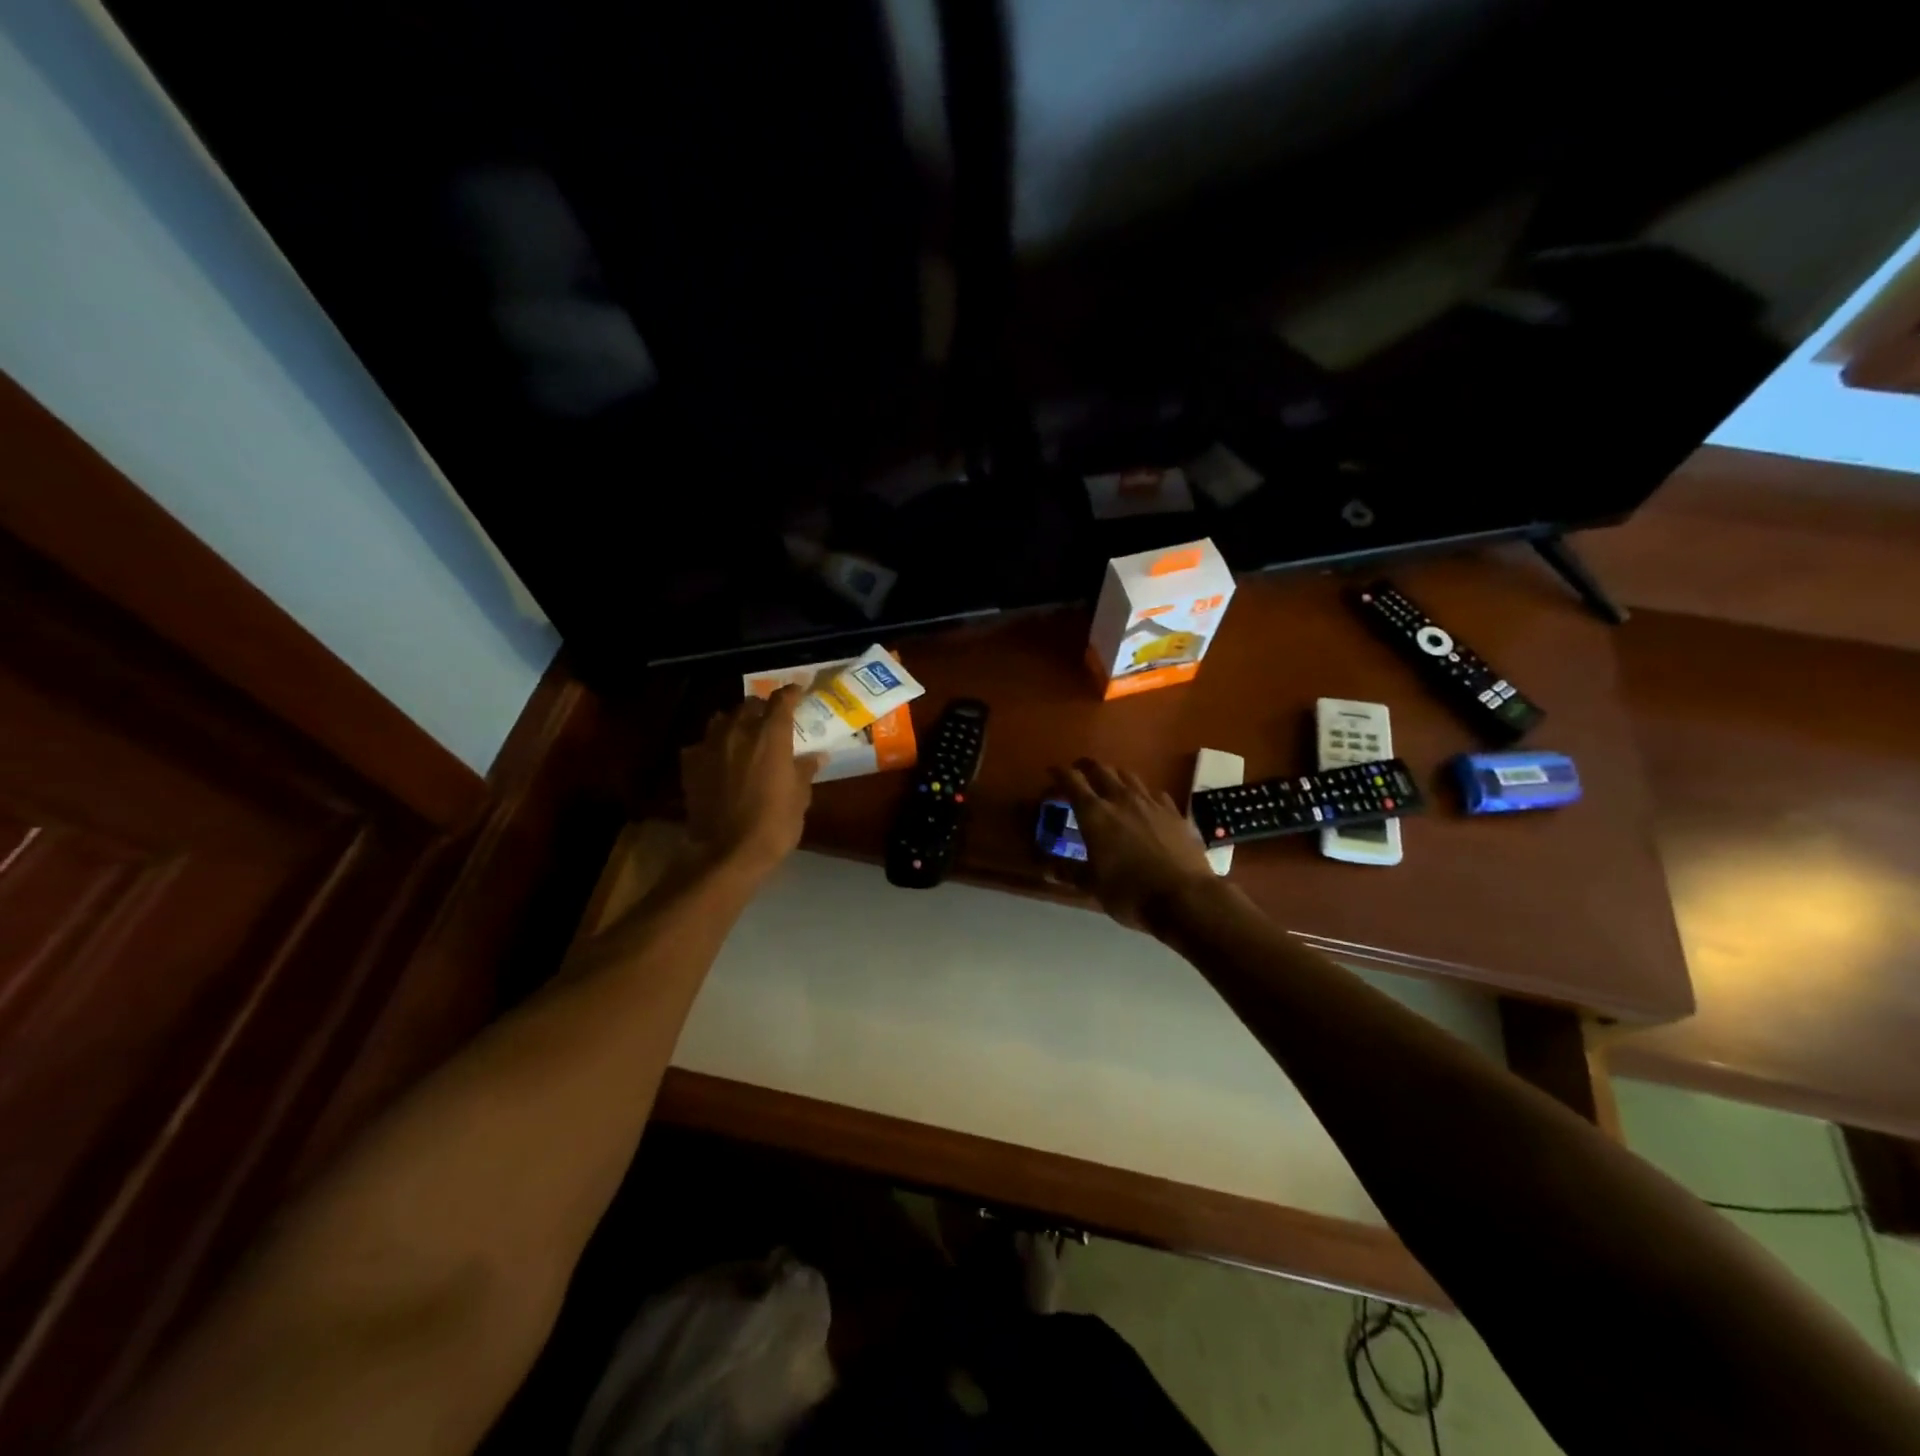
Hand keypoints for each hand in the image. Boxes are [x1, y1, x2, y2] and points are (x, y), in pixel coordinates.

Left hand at [681, 687, 824, 877]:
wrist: (725, 853)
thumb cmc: (773, 825)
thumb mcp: (799, 798)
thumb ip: (805, 770)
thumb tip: (816, 756)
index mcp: (770, 736)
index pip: (781, 700)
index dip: (791, 693)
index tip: (799, 692)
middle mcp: (738, 732)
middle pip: (749, 705)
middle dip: (762, 708)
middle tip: (772, 719)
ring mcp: (710, 747)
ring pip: (722, 720)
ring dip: (734, 722)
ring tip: (743, 734)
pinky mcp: (690, 765)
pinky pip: (702, 744)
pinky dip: (713, 746)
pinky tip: (718, 759)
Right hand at [1052, 758, 1218, 929]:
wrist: (1185, 897)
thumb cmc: (1130, 892)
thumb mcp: (1093, 886)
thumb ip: (1070, 872)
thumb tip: (1048, 869)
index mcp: (1095, 814)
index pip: (1071, 781)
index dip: (1059, 773)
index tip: (1052, 772)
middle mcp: (1121, 799)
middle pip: (1100, 769)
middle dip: (1086, 767)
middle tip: (1078, 773)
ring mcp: (1151, 803)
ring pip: (1128, 775)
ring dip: (1114, 775)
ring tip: (1110, 785)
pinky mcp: (1174, 812)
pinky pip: (1154, 793)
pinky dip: (1143, 794)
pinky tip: (1145, 804)